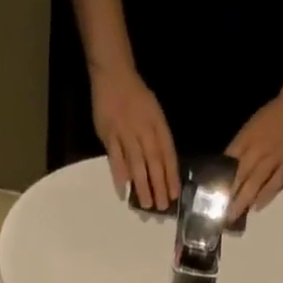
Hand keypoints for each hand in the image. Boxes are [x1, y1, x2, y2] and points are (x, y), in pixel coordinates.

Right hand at [90, 64, 178, 210]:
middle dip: (159, 185)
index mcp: (157, 124)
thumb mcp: (154, 113)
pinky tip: (123, 190)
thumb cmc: (136, 97)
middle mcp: (143, 129)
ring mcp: (125, 132)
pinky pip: (115, 157)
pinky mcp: (109, 134)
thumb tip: (162, 169)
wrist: (114, 74)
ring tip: (146, 205)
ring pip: (136, 162)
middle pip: (153, 161)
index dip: (171, 175)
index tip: (174, 195)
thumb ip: (157, 139)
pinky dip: (119, 174)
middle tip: (161, 207)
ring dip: (142, 185)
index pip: (167, 153)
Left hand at [225, 93, 282, 216]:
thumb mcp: (251, 126)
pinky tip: (256, 207)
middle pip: (241, 175)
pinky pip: (275, 183)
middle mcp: (259, 148)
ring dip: (244, 200)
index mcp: (247, 138)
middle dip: (230, 195)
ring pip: (256, 182)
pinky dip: (265, 197)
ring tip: (234, 215)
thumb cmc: (273, 115)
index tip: (211, 196)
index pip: (229, 161)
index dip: (220, 179)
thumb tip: (226, 168)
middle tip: (221, 214)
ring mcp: (274, 157)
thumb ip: (240, 147)